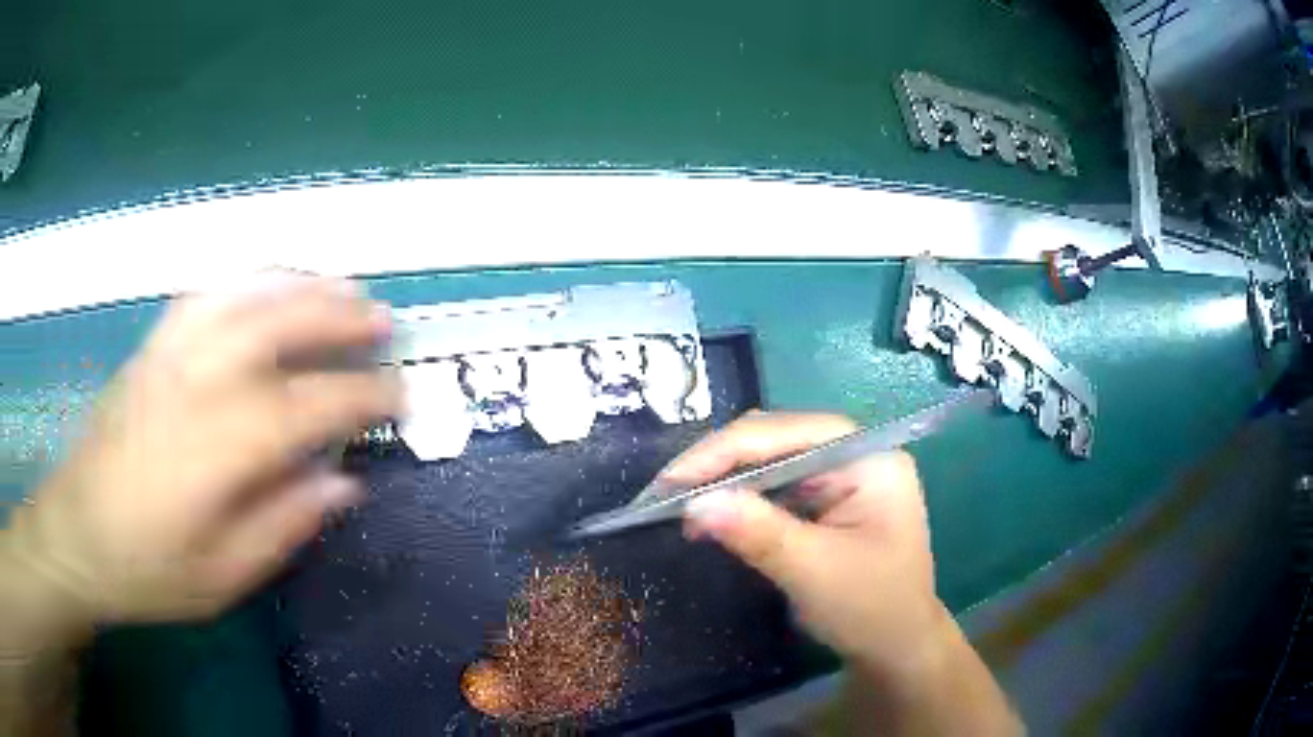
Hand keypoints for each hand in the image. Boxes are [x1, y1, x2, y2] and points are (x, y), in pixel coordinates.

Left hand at [2, 272, 401, 629]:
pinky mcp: (152, 346)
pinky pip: (208, 293)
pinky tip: (268, 286)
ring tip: (340, 287)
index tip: (402, 395)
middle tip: (384, 320)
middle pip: (277, 323)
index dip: (362, 394)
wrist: (78, 533)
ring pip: (243, 294)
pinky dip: (248, 280)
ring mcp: (170, 353)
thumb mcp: (222, 577)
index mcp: (216, 447)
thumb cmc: (148, 568)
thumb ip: (283, 526)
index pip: (308, 404)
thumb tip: (343, 483)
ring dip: (299, 284)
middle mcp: (195, 381)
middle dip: (339, 316)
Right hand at [663, 412, 947, 683]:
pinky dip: (736, 501)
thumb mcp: (814, 571)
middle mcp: (853, 456)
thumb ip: (758, 533)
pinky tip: (709, 518)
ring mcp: (839, 477)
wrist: (896, 648)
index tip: (671, 480)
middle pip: (776, 440)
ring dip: (722, 481)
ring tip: (676, 505)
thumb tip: (693, 503)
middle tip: (664, 493)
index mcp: (868, 458)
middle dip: (719, 464)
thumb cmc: (871, 609)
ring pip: (767, 461)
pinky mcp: (823, 501)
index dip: (725, 451)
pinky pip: (771, 488)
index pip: (789, 433)